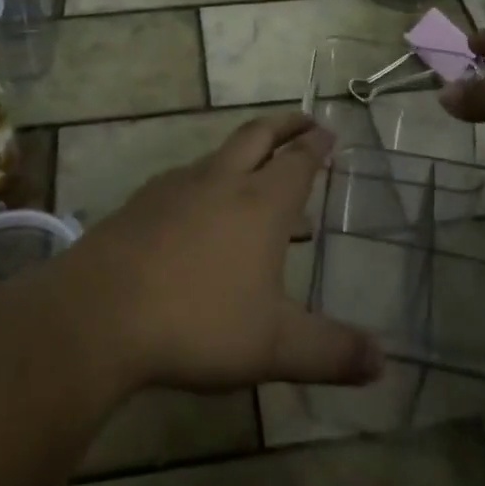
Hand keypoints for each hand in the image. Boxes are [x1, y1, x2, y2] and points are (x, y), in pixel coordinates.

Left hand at [61, 112, 383, 393]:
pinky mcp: (142, 203)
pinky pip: (185, 179)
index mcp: (261, 203)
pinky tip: (198, 210)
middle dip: (285, 125)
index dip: (317, 146)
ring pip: (219, 155)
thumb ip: (330, 353)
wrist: (101, 311)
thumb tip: (383, 363)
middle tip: (305, 122)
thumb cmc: (199, 322)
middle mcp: (222, 181)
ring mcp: (177, 187)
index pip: (298, 161)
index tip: (329, 132)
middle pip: (258, 135)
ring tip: (256, 174)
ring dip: (245, 154)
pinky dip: (206, 181)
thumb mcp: (274, 347)